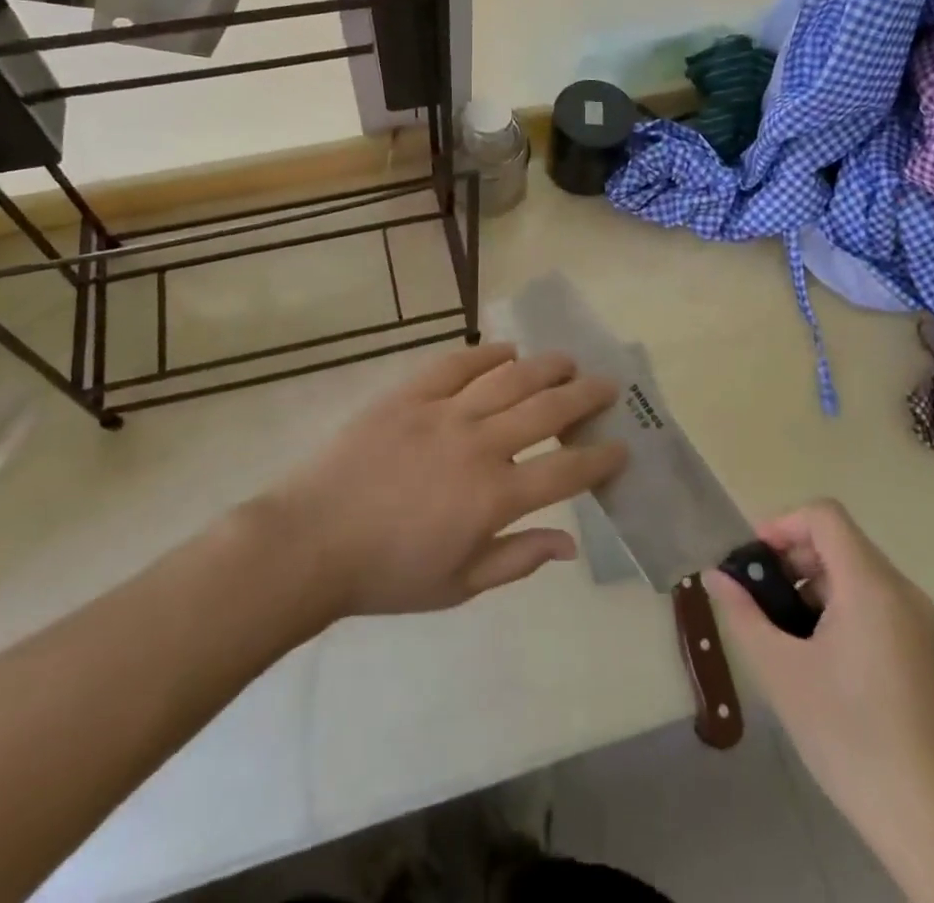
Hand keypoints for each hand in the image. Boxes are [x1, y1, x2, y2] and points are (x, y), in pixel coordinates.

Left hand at [259, 344, 623, 618]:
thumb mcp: (458, 586)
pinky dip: (486, 353)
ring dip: (545, 366)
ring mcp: (443, 413)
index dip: (600, 458)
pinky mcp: (409, 394)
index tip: (622, 446)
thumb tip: (570, 543)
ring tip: (568, 360)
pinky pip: (456, 363)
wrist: (311, 541)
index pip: (566, 470)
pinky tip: (507, 348)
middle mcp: (479, 445)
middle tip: (608, 386)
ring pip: (508, 377)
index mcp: (494, 497)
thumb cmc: (387, 574)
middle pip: (547, 410)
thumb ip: (517, 560)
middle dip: (585, 396)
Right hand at [702, 503, 933, 874]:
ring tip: (782, 636)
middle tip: (758, 601)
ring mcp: (917, 624)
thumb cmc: (853, 739)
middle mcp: (900, 592)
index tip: (751, 563)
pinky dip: (837, 609)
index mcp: (871, 585)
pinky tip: (817, 660)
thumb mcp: (783, 674)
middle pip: (839, 541)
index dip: (781, 524)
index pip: (824, 516)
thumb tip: (715, 575)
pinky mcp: (923, 653)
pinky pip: (873, 604)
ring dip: (811, 586)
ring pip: (855, 574)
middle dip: (791, 559)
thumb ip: (744, 615)